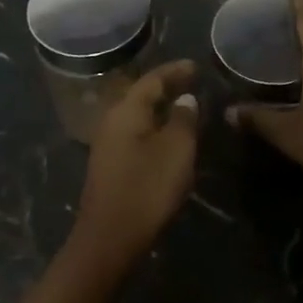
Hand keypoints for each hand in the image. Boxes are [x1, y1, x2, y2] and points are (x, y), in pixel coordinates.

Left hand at [71, 59, 200, 269]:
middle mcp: (111, 120)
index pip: (152, 79)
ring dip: (158, 108)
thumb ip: (183, 119)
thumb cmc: (147, 187)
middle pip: (140, 94)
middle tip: (190, 82)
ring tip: (183, 106)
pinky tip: (167, 136)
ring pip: (136, 115)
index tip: (196, 66)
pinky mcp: (109, 165)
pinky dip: (153, 127)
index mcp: (126, 110)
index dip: (175, 71)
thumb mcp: (176, 150)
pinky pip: (134, 133)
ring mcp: (107, 144)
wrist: (110, 236)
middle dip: (165, 87)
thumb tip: (184, 99)